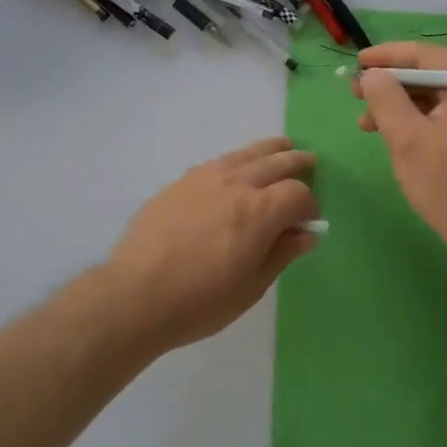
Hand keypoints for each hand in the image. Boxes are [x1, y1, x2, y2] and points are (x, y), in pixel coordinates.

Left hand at [96, 137, 319, 354]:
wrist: (137, 294)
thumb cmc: (201, 301)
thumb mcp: (251, 286)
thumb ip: (281, 254)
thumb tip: (306, 234)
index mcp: (260, 211)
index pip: (297, 194)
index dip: (309, 206)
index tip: (309, 221)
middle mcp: (236, 184)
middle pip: (274, 162)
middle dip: (295, 162)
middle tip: (309, 160)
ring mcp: (205, 178)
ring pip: (245, 154)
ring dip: (267, 150)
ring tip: (280, 146)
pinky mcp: (180, 182)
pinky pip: (217, 162)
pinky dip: (237, 160)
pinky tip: (236, 166)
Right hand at [354, 43, 446, 256]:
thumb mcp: (407, 140)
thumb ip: (385, 99)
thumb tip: (372, 75)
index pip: (424, 55)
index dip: (387, 56)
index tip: (357, 63)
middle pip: (432, 73)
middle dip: (392, 83)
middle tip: (357, 95)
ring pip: (440, 96)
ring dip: (403, 104)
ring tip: (369, 124)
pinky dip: (423, 118)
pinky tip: (399, 135)